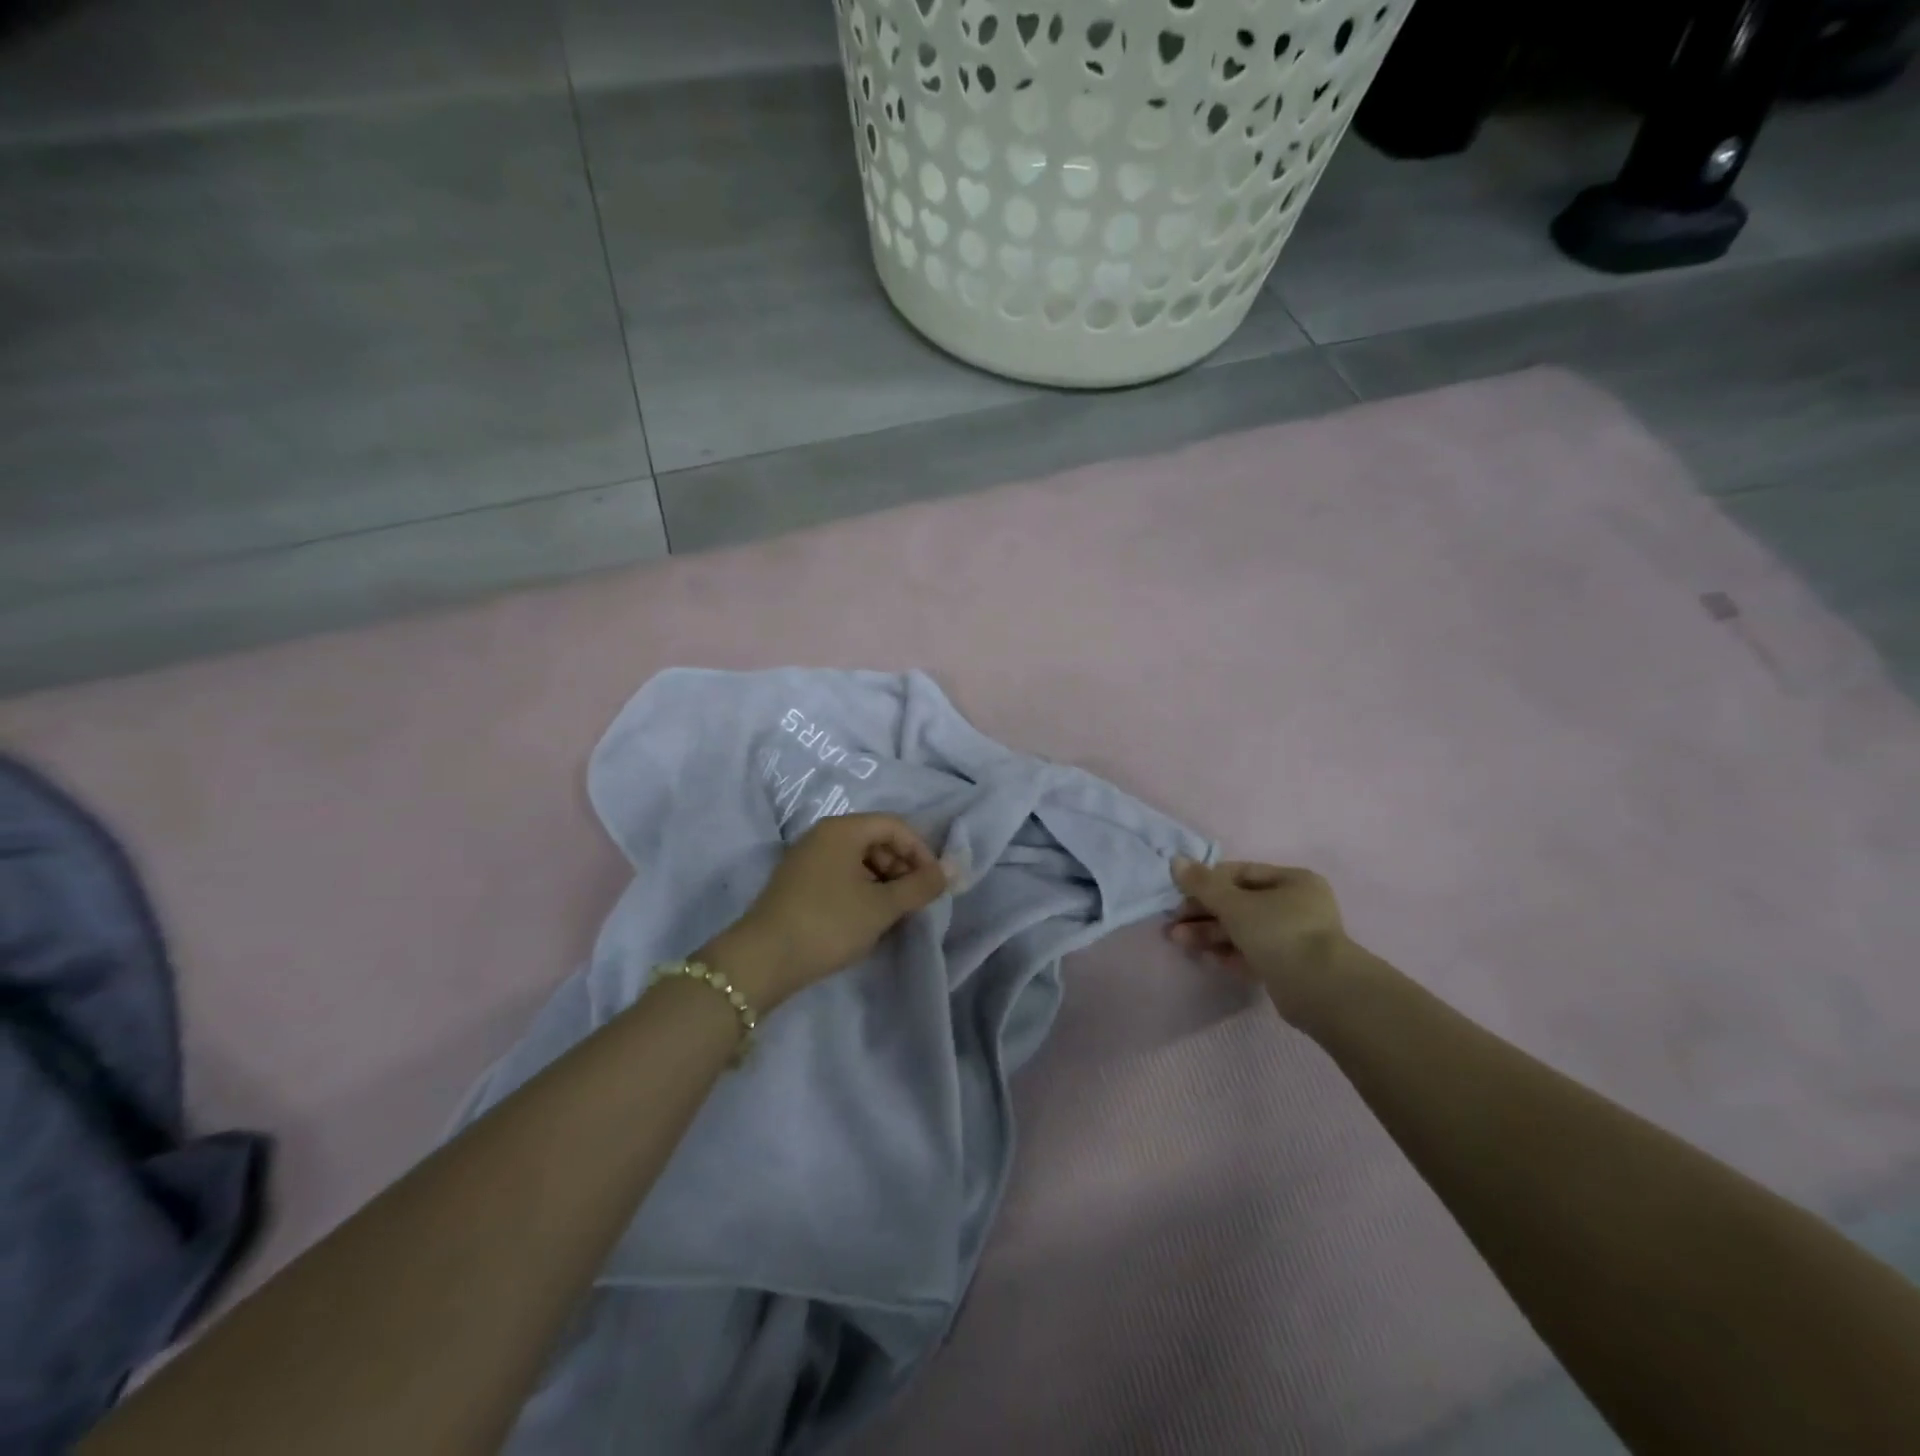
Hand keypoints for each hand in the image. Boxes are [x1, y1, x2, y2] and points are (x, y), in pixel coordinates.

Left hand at [705, 814, 951, 1010]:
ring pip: (857, 860)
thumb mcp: (881, 906)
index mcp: (843, 829)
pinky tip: (866, 920)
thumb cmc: (829, 923)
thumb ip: (919, 887)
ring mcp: (806, 859)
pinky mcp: (797, 883)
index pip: (895, 826)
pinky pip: (840, 875)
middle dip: (902, 868)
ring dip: (883, 882)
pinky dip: (861, 891)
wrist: (763, 960)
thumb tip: (951, 870)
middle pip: (876, 840)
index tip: (933, 885)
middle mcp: (822, 835)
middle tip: (914, 902)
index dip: (921, 851)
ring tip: (893, 914)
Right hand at [1166, 857, 1374, 1030]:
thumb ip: (1203, 883)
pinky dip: (1229, 953)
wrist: (1321, 990)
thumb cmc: (1279, 933)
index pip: (1241, 873)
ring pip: (1243, 930)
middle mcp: (1297, 906)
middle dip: (1203, 913)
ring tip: (1179, 941)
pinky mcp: (1289, 967)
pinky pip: (1252, 953)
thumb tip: (1176, 860)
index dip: (1207, 882)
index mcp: (1293, 881)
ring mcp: (1294, 938)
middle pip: (1239, 904)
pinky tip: (1207, 957)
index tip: (1179, 893)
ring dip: (1210, 934)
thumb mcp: (1235, 903)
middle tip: (1173, 923)